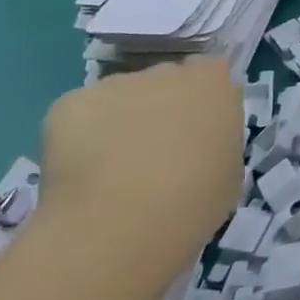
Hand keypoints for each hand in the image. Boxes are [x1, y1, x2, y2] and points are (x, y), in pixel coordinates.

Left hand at [37, 59, 242, 259]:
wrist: (119, 227)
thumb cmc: (193, 203)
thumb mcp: (229, 171)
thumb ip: (217, 140)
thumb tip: (197, 143)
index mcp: (213, 84)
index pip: (210, 74)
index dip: (200, 101)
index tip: (195, 131)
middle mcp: (167, 72)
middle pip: (164, 81)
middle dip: (160, 107)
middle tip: (154, 153)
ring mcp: (116, 84)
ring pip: (120, 97)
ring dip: (120, 121)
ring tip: (111, 170)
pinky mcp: (70, 102)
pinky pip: (81, 114)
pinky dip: (79, 136)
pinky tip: (82, 173)